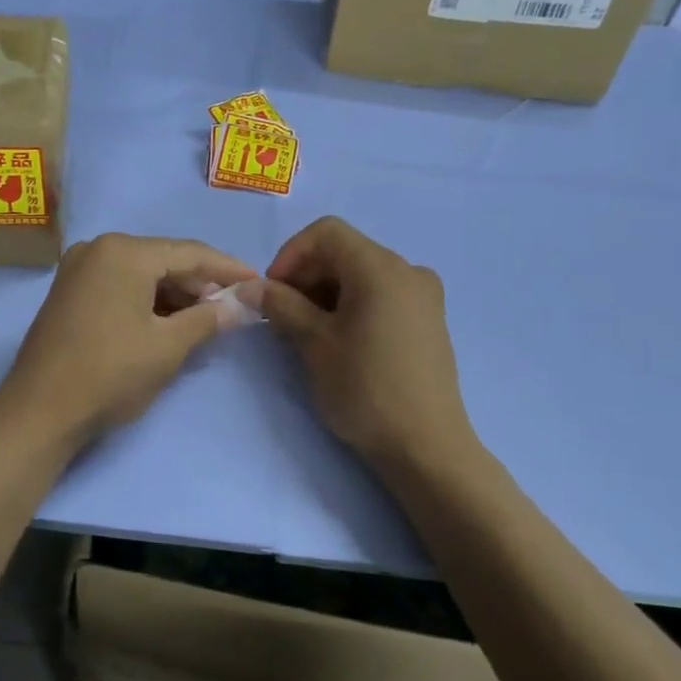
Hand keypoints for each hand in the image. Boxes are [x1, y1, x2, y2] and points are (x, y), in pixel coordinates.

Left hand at [0, 234, 257, 445]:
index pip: (190, 253)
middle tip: (231, 308)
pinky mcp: (68, 291)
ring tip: (203, 319)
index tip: (258, 282)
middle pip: (163, 259)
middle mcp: (98, 248)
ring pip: (140, 273)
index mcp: (124, 252)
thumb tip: (240, 305)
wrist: (39, 412)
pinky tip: (166, 322)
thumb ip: (208, 319)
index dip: (228, 269)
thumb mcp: (168, 347)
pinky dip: (146, 300)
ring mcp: (78, 268)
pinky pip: (119, 285)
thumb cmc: (110, 374)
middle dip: (199, 284)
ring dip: (173, 294)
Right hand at [259, 217, 474, 471]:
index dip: (290, 255)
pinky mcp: (428, 321)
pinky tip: (338, 340)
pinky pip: (382, 295)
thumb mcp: (314, 344)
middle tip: (281, 316)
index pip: (326, 233)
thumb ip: (281, 305)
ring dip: (326, 292)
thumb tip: (251, 286)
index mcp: (382, 268)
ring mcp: (424, 297)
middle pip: (345, 252)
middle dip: (306, 275)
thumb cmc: (365, 389)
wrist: (426, 447)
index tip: (271, 292)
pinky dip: (352, 305)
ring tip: (305, 332)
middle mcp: (408, 271)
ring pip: (362, 275)